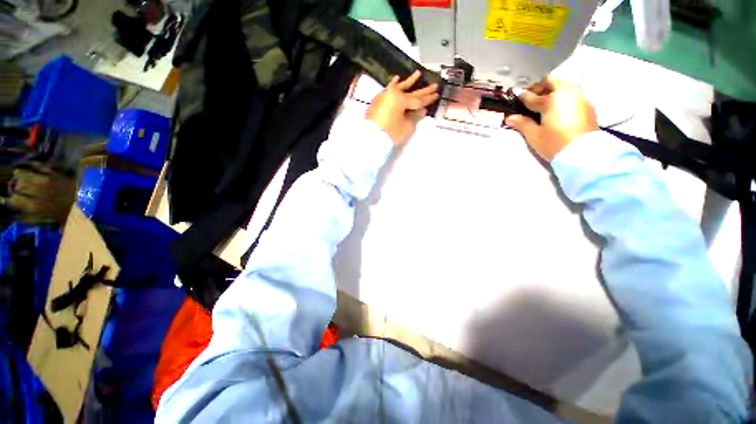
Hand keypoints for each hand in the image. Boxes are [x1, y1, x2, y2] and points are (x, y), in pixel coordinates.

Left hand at [366, 70, 438, 145]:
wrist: (370, 138)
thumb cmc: (390, 133)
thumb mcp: (406, 127)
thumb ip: (415, 116)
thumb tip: (421, 110)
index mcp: (401, 99)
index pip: (418, 100)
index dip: (428, 98)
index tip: (437, 94)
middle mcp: (393, 94)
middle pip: (411, 93)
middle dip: (423, 90)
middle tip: (434, 85)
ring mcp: (384, 97)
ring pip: (399, 88)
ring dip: (409, 82)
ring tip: (417, 74)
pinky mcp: (378, 102)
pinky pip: (388, 90)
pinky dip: (393, 85)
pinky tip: (396, 79)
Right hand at [505, 76, 598, 160]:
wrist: (583, 153)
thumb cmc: (554, 143)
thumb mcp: (534, 135)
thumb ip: (522, 123)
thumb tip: (510, 118)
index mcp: (551, 100)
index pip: (532, 96)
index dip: (522, 97)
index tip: (516, 98)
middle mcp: (567, 93)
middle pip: (552, 81)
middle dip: (540, 87)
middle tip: (532, 98)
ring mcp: (579, 97)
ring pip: (564, 85)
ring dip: (553, 89)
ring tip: (544, 103)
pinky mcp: (587, 105)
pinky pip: (573, 93)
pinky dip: (563, 96)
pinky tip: (558, 108)